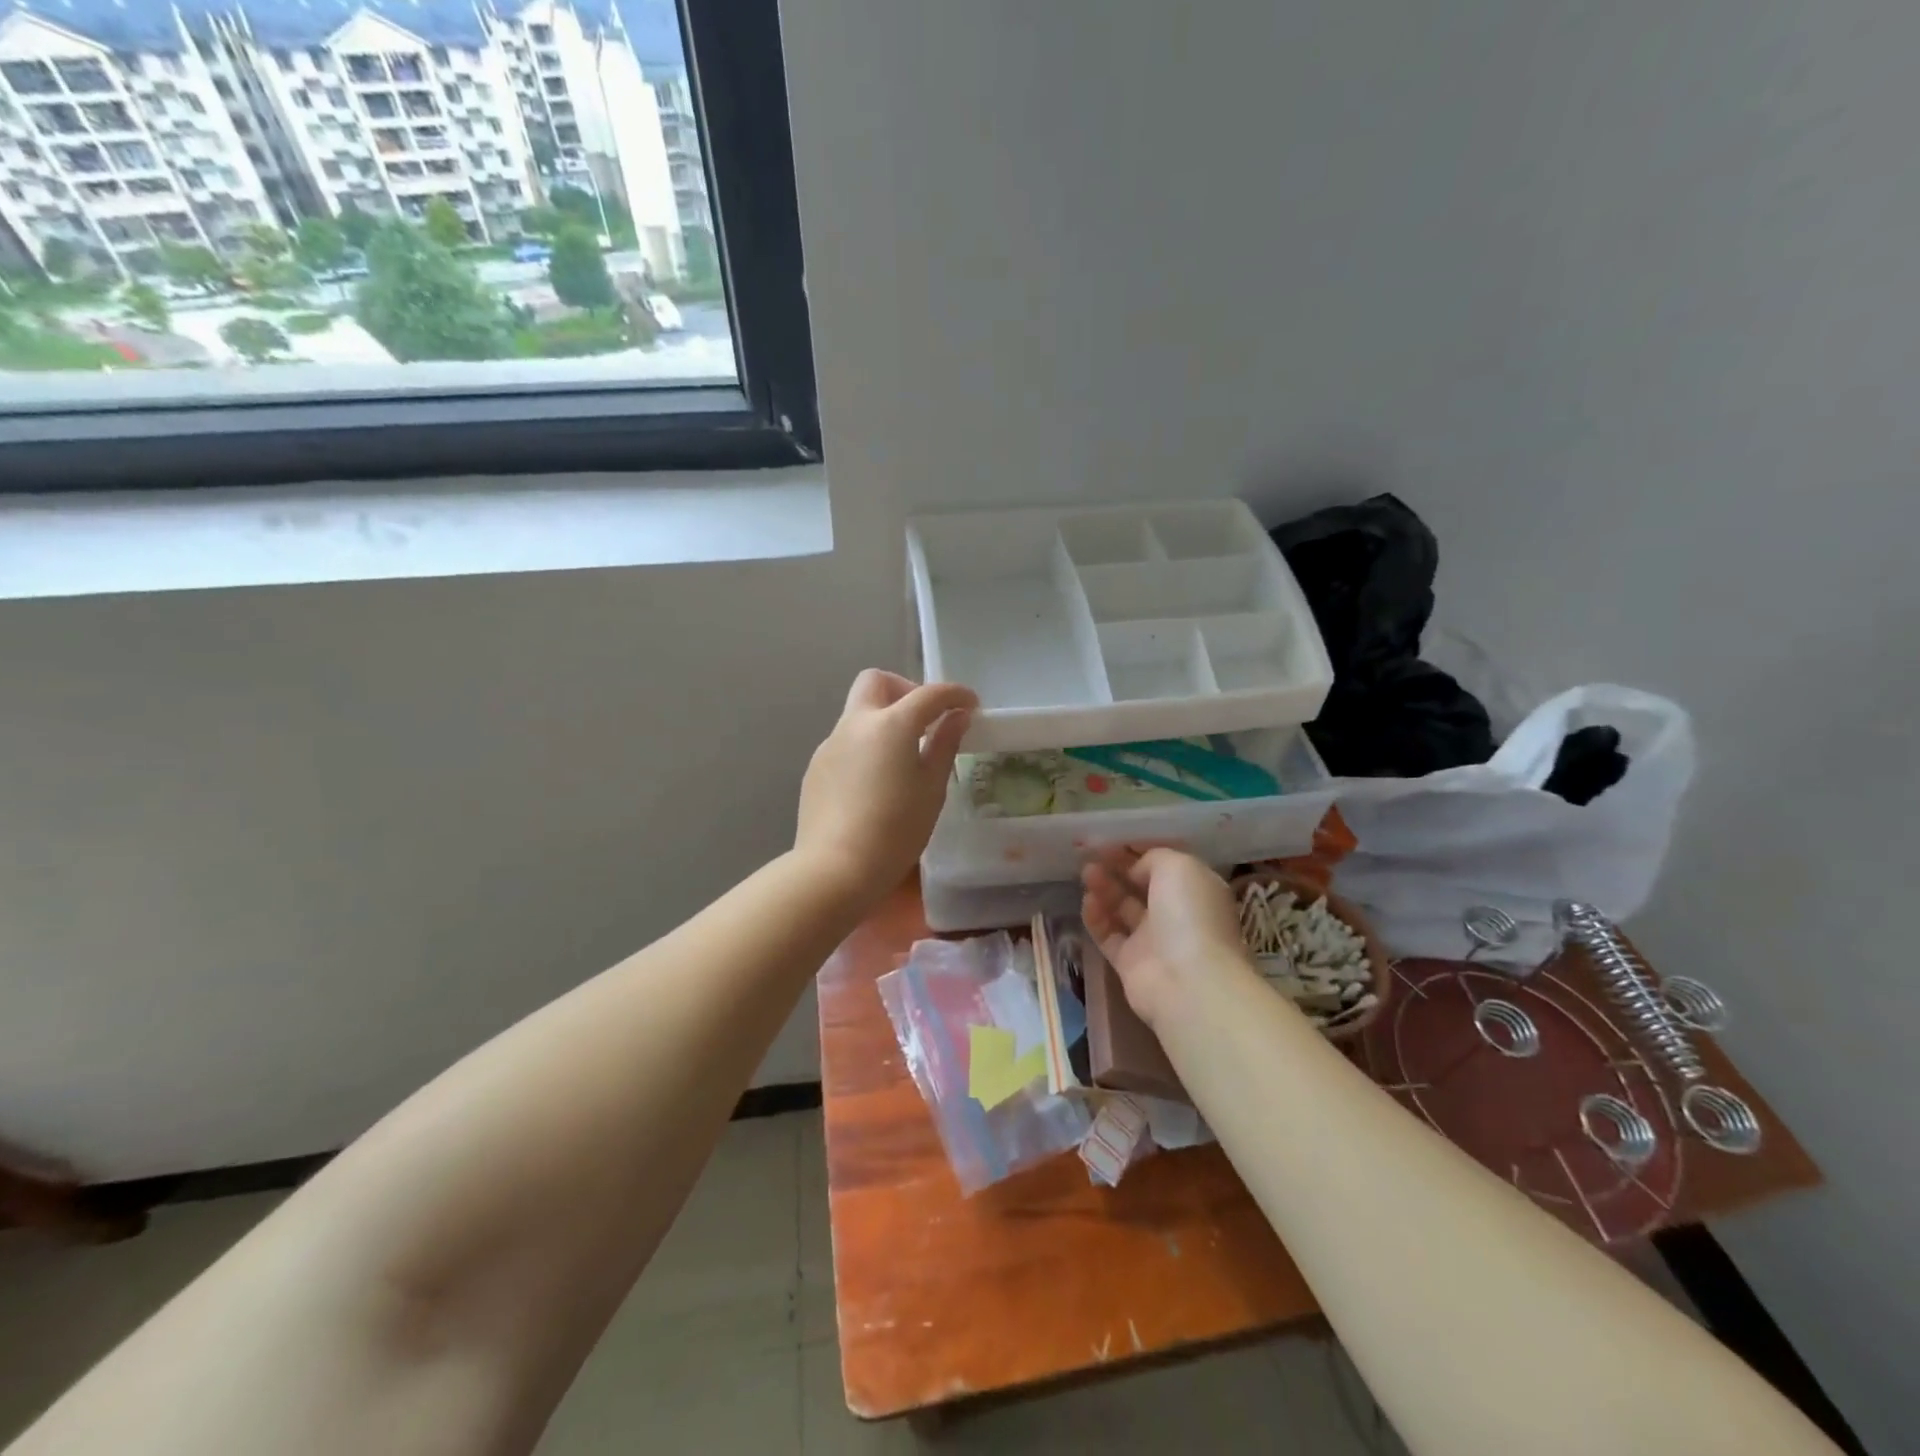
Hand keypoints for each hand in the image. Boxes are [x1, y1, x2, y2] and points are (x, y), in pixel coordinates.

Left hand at [796, 670, 977, 901]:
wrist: (835, 868)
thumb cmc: (896, 830)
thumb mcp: (931, 788)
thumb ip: (945, 745)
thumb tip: (956, 717)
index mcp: (890, 725)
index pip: (928, 694)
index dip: (954, 694)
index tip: (971, 706)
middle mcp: (856, 724)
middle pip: (877, 682)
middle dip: (905, 690)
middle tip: (925, 721)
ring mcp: (830, 744)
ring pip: (858, 713)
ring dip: (884, 720)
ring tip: (903, 758)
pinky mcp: (816, 767)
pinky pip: (846, 742)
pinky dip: (866, 746)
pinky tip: (875, 783)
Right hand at [1081, 848, 1256, 1031]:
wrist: (1187, 982)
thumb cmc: (1188, 914)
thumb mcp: (1178, 866)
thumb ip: (1154, 858)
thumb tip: (1136, 870)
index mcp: (1196, 889)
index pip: (1165, 865)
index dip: (1139, 851)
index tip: (1113, 840)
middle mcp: (1177, 914)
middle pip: (1142, 886)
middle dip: (1118, 868)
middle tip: (1093, 854)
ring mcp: (1153, 940)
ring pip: (1123, 908)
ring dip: (1105, 889)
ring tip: (1086, 873)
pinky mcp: (1130, 963)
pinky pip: (1109, 935)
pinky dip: (1097, 918)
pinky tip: (1087, 901)